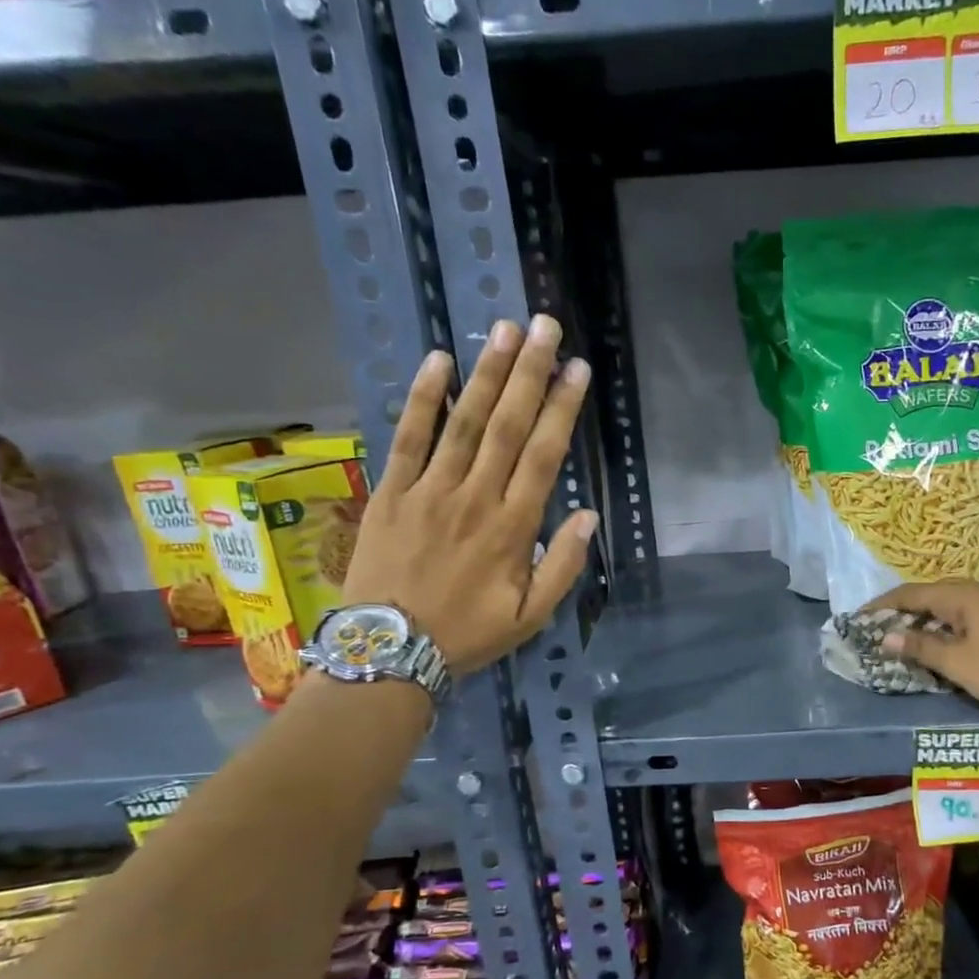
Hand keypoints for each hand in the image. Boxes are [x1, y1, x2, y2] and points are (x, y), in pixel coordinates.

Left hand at [341, 315, 595, 673]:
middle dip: (529, 373)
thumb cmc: (467, 635)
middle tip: (544, 327)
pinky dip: (422, 399)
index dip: (562, 409)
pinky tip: (437, 361)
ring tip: (503, 330)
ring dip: (485, 374)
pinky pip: (408, 437)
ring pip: (463, 423)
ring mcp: (430, 491)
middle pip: (507, 426)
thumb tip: (589, 516)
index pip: (544, 456)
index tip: (577, 370)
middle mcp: (475, 498)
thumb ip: (563, 566)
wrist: (389, 651)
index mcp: (513, 528)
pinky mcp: (393, 492)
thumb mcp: (530, 617)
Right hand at [871, 581, 978, 712]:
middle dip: (901, 613)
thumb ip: (922, 648)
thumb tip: (887, 636)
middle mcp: (973, 594)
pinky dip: (943, 631)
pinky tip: (939, 647)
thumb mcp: (959, 662)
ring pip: (946, 610)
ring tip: (903, 640)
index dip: (881, 606)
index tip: (858, 618)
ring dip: (923, 623)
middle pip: (927, 598)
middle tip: (879, 630)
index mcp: (957, 597)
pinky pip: (962, 620)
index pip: (908, 594)